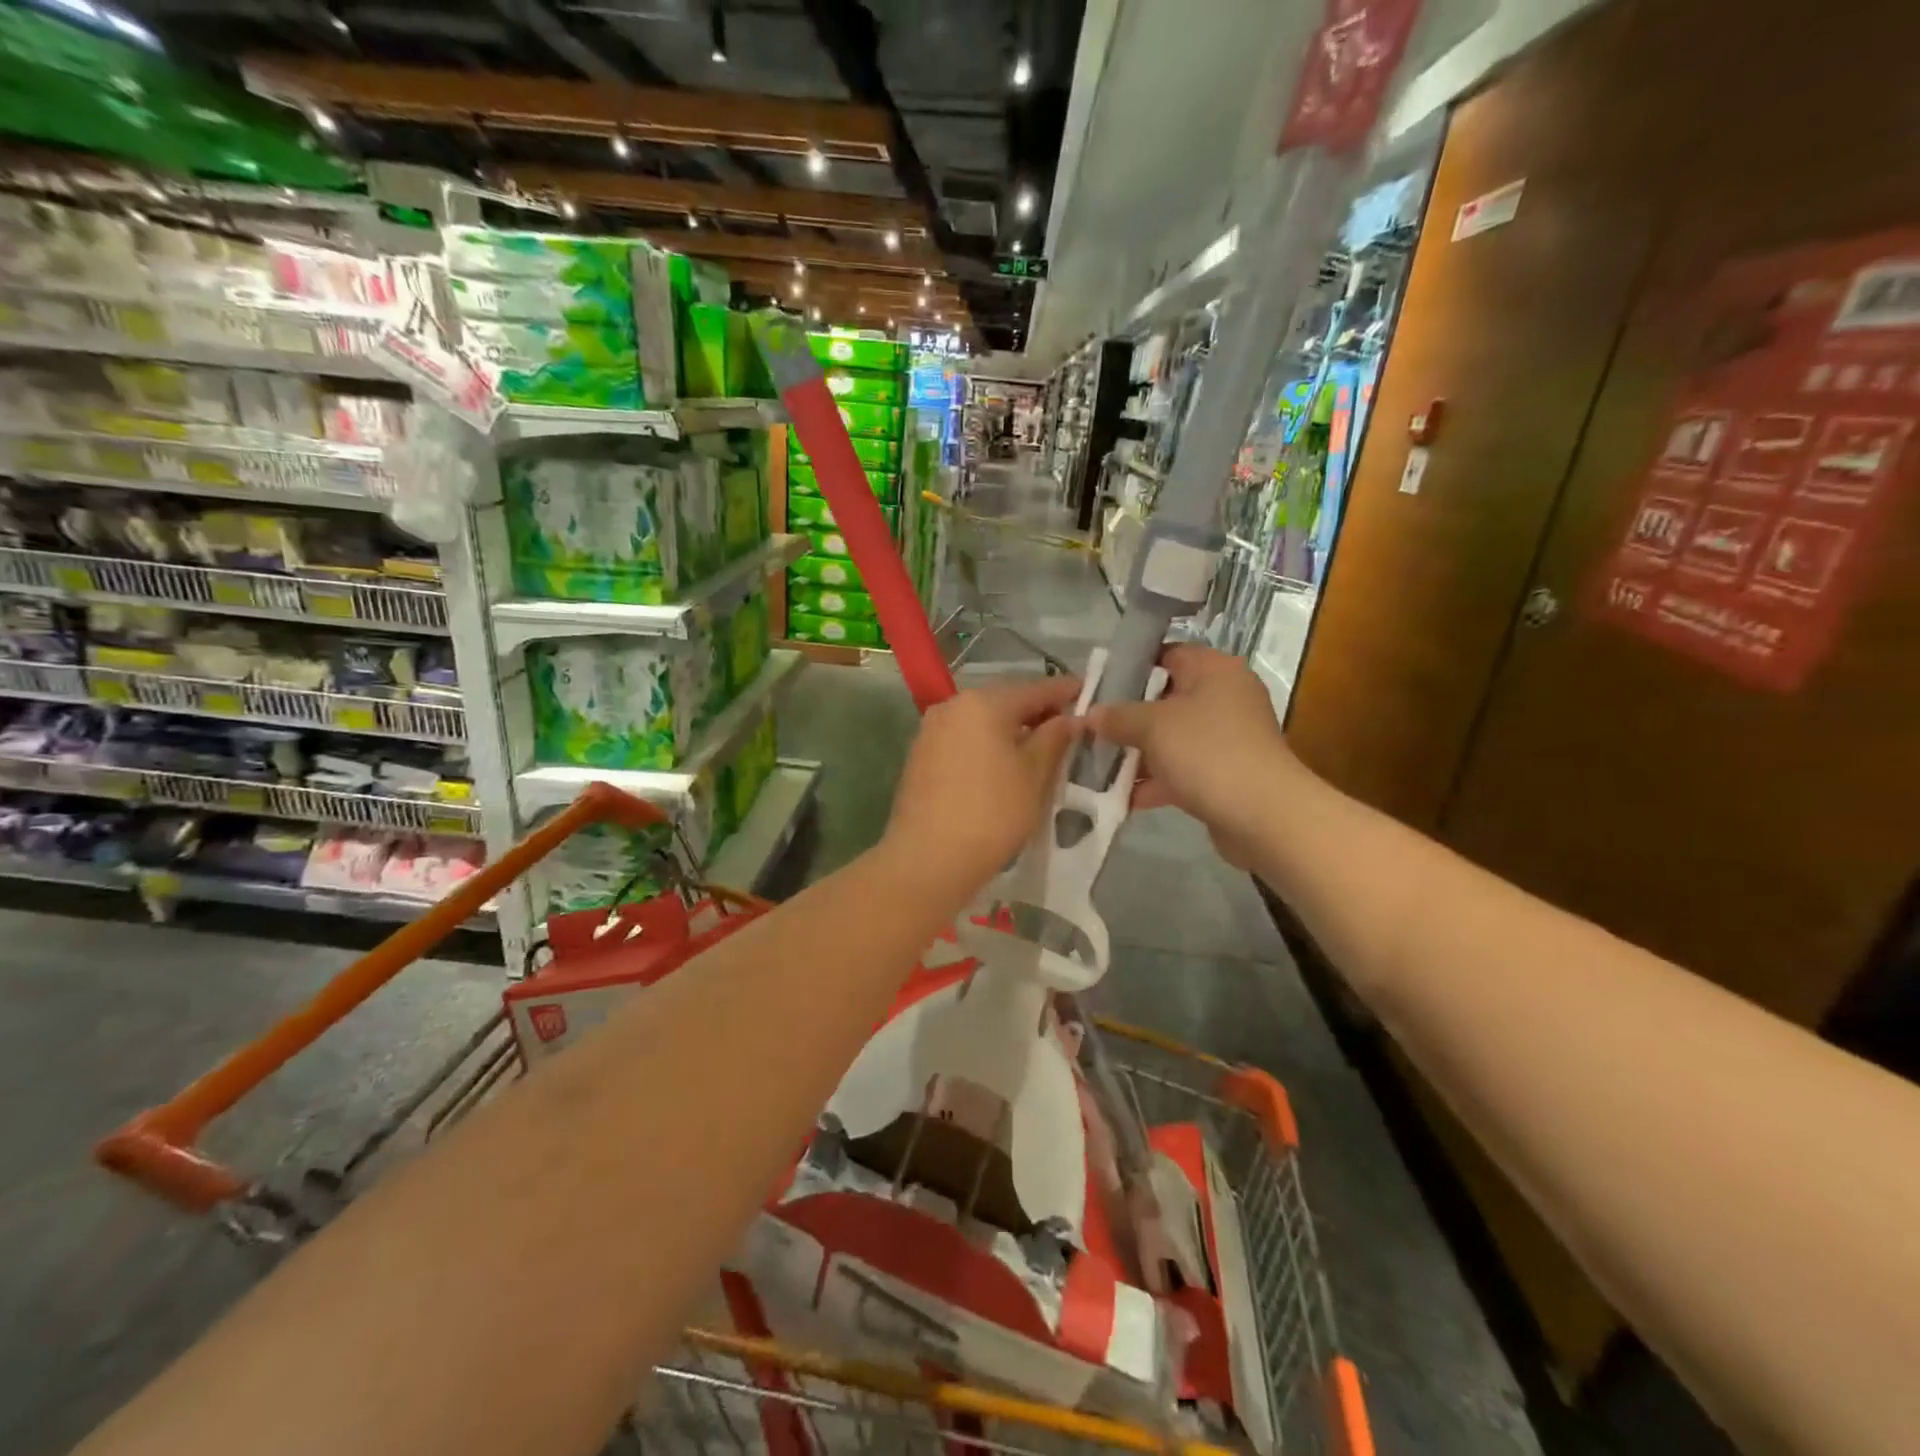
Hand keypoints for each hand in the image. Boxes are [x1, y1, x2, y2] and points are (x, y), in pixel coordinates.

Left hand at [884, 676, 1083, 894]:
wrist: (928, 858)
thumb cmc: (992, 812)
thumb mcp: (1035, 774)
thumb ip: (1054, 738)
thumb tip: (1069, 718)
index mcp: (983, 702)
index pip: (1034, 689)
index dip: (1065, 691)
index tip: (1089, 692)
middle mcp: (952, 706)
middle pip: (1005, 702)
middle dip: (1037, 712)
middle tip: (1068, 726)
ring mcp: (932, 731)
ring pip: (982, 722)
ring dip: (1011, 730)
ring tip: (1041, 749)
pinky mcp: (921, 757)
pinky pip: (965, 740)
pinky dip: (988, 746)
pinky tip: (1005, 766)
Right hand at [1088, 645, 1296, 866]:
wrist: (1264, 815)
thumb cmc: (1207, 752)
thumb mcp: (1153, 726)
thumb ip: (1118, 716)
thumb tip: (1090, 714)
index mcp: (1214, 670)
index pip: (1167, 654)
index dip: (1130, 667)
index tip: (1097, 686)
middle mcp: (1224, 697)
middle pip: (1164, 699)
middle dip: (1126, 717)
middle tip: (1090, 728)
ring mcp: (1225, 739)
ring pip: (1170, 739)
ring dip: (1135, 753)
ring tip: (1094, 765)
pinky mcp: (1223, 775)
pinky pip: (1180, 770)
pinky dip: (1153, 782)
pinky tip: (1118, 797)